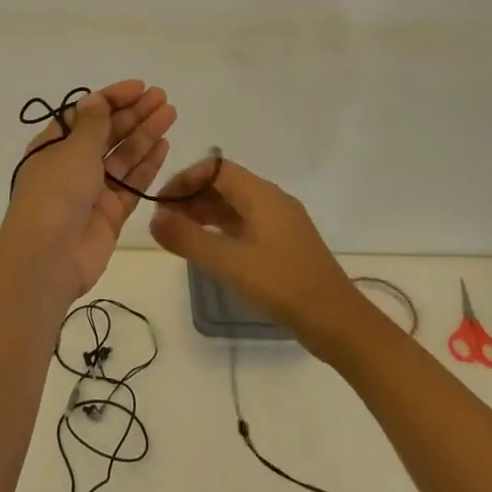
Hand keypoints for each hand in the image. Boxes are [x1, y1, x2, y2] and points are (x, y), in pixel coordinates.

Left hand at [3, 80, 175, 301]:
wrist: (47, 257)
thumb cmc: (55, 193)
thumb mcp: (73, 150)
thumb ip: (93, 125)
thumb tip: (96, 99)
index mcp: (53, 146)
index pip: (86, 114)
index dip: (112, 99)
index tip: (140, 87)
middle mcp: (71, 165)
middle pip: (107, 133)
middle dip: (133, 114)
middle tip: (163, 98)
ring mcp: (92, 191)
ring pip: (122, 156)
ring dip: (145, 134)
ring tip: (170, 114)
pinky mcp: (110, 214)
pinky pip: (131, 183)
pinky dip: (147, 165)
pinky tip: (164, 145)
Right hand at [147, 157, 362, 350]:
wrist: (337, 322)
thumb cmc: (281, 284)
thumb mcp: (228, 262)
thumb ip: (187, 238)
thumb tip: (154, 219)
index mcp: (262, 195)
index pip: (215, 169)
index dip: (185, 179)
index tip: (161, 202)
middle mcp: (272, 201)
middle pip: (225, 186)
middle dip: (192, 198)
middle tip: (164, 223)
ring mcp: (281, 224)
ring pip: (235, 207)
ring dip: (205, 215)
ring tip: (179, 237)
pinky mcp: (285, 246)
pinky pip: (246, 226)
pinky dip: (222, 231)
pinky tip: (209, 251)